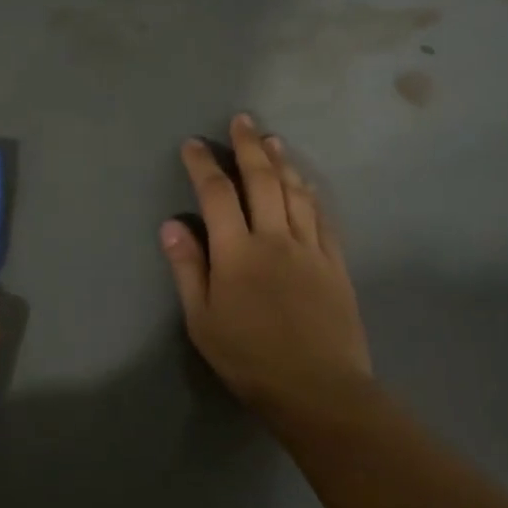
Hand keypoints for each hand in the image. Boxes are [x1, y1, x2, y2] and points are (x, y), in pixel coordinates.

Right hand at [161, 114, 371, 420]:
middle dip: (248, 147)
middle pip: (262, 181)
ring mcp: (310, 248)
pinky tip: (305, 182)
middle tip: (241, 120)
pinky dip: (311, 193)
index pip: (216, 195)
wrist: (317, 388)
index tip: (193, 144)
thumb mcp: (202, 319)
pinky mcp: (335, 263)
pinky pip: (322, 217)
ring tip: (271, 139)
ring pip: (295, 192)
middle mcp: (275, 239)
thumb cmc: (248, 358)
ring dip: (282, 162)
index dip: (203, 165)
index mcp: (237, 252)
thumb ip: (188, 268)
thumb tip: (172, 225)